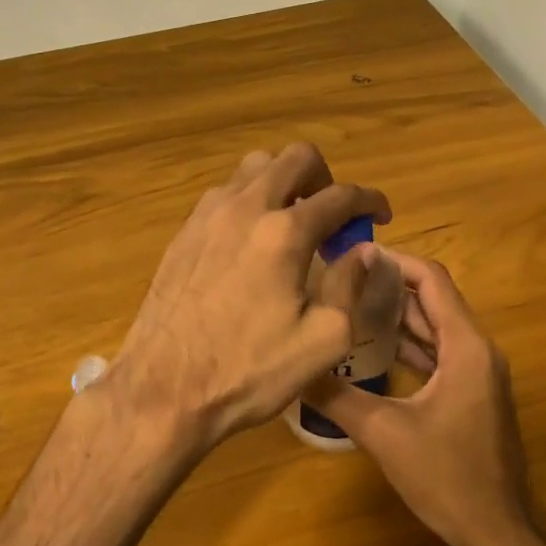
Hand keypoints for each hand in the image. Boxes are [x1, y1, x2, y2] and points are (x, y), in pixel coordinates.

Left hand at [105, 143, 389, 455]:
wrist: (164, 388)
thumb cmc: (248, 371)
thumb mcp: (322, 341)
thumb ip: (350, 287)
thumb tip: (363, 251)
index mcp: (284, 233)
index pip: (340, 195)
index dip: (370, 200)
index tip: (381, 215)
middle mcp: (244, 208)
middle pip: (294, 157)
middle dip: (325, 177)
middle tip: (333, 216)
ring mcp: (207, 216)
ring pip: (254, 168)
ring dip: (283, 183)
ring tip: (292, 224)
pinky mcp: (183, 233)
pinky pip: (224, 194)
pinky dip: (249, 201)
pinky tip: (252, 243)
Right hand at [304, 251, 535, 545]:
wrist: (496, 531)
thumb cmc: (446, 476)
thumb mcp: (383, 433)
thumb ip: (336, 396)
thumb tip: (293, 369)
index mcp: (465, 347)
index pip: (433, 281)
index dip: (395, 261)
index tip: (354, 255)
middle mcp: (477, 351)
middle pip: (434, 300)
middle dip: (390, 286)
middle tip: (342, 279)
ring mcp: (478, 374)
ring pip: (435, 329)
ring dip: (398, 316)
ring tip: (350, 306)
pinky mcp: (472, 395)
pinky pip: (439, 354)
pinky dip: (409, 346)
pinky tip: (372, 351)